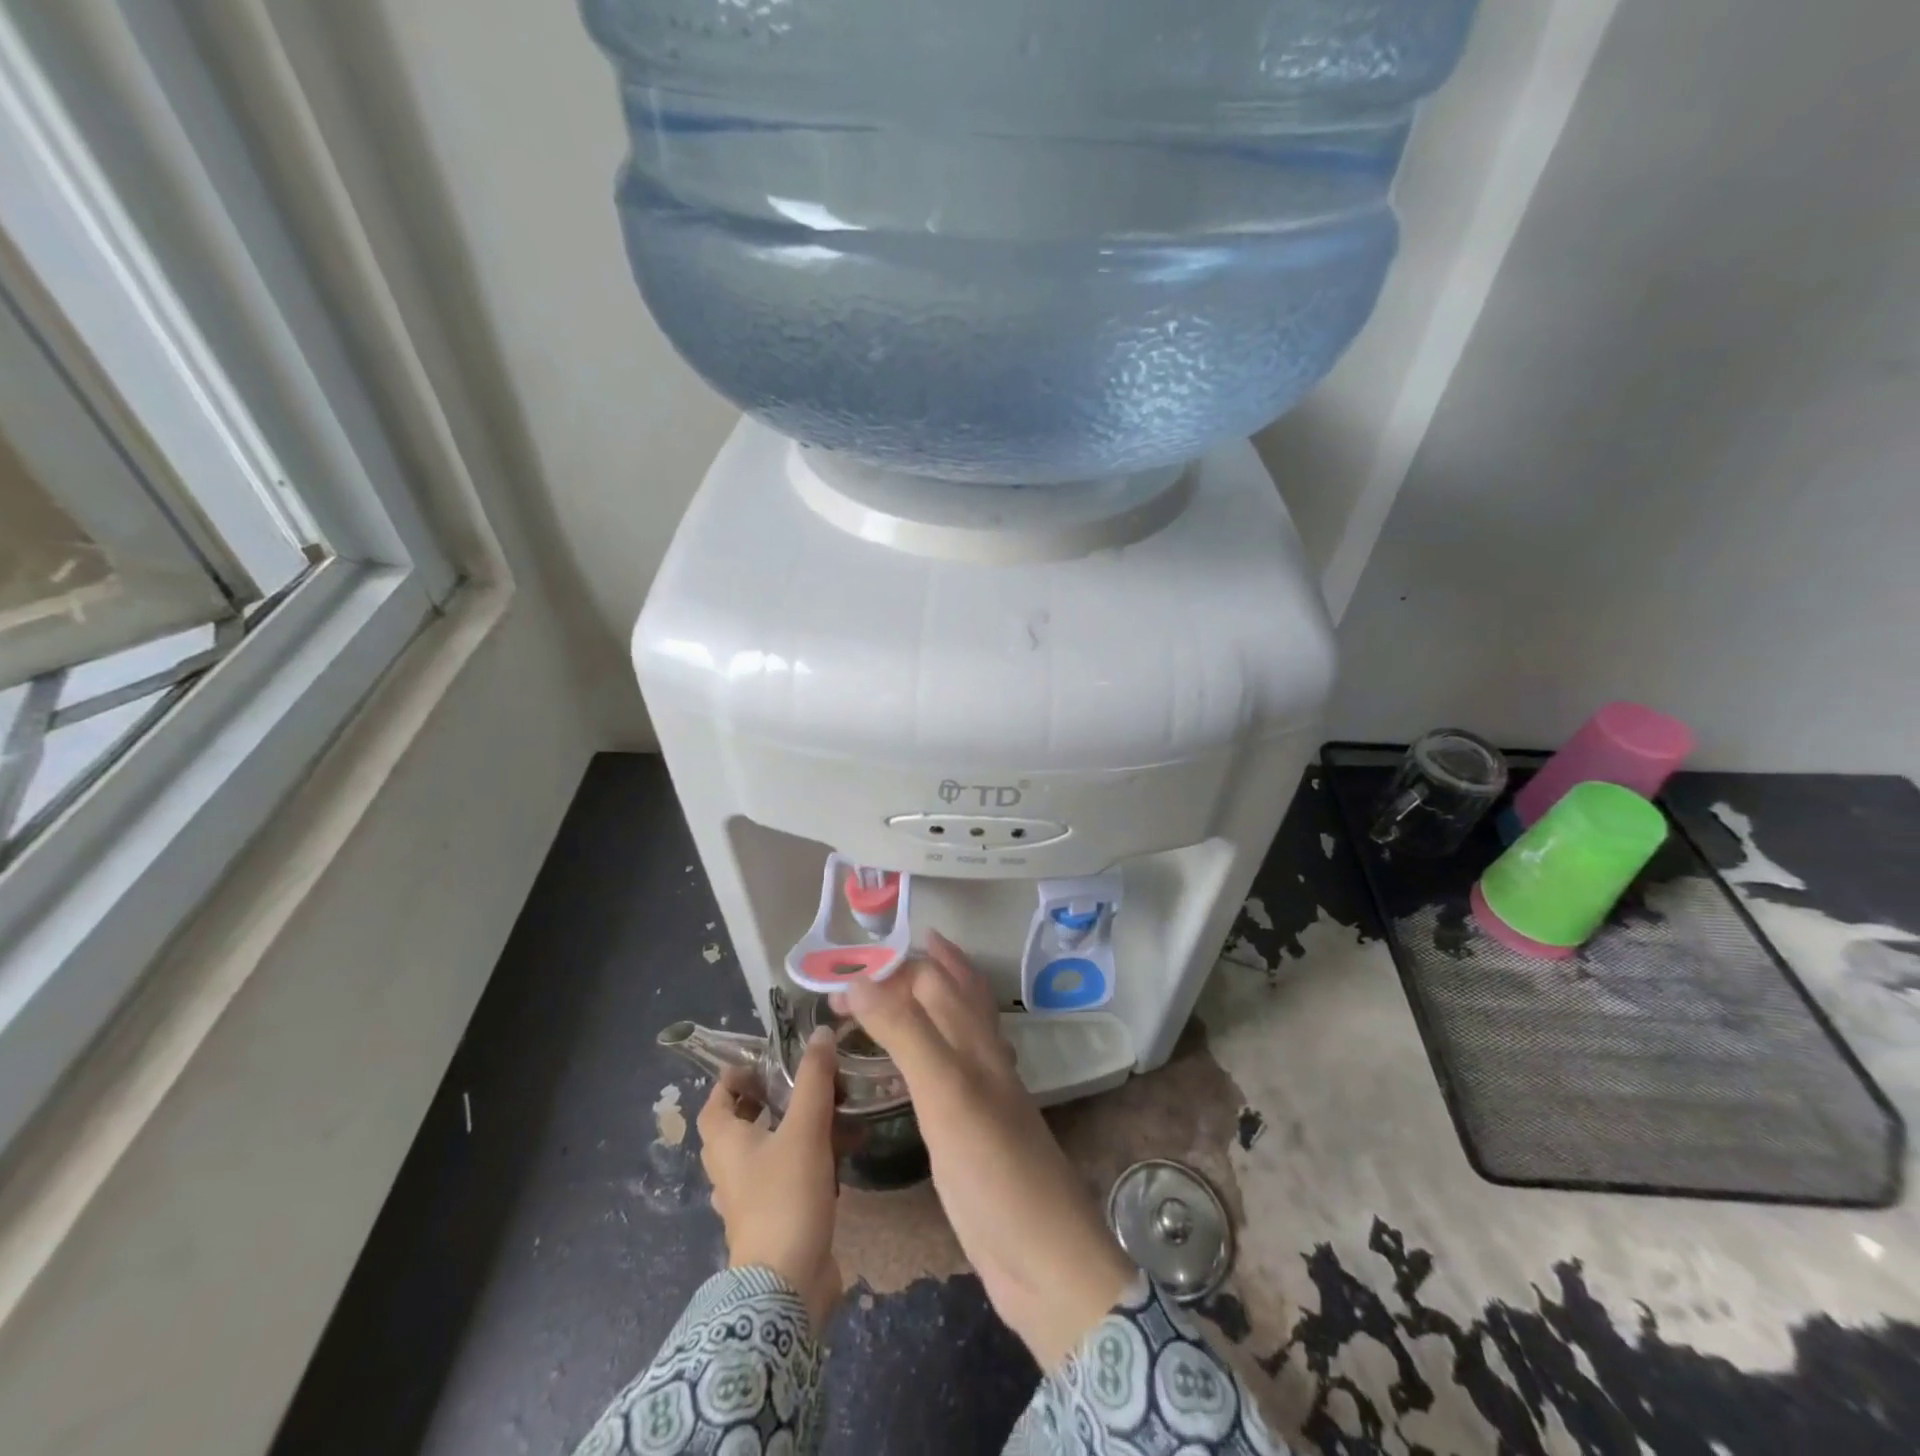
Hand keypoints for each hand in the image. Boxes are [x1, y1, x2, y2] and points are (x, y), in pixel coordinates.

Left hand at [696, 1026, 842, 1328]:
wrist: (788, 1285)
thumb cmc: (786, 1197)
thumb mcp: (805, 1128)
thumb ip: (814, 1079)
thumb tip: (821, 1032)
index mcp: (726, 1143)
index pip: (716, 1101)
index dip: (734, 1078)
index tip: (764, 1061)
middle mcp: (730, 1169)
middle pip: (739, 1125)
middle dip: (767, 1100)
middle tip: (800, 1081)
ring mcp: (750, 1199)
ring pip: (766, 1151)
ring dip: (791, 1130)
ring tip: (828, 1111)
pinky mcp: (774, 1220)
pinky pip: (786, 1177)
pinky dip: (807, 1160)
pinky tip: (840, 1155)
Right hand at [843, 933, 1135, 1369]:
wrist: (1044, 1259)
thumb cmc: (994, 1169)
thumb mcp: (945, 1092)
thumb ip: (905, 1032)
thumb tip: (861, 980)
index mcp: (976, 1041)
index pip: (933, 980)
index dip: (889, 971)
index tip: (839, 981)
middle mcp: (982, 1057)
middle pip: (951, 996)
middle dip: (914, 973)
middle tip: (866, 973)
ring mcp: (981, 1094)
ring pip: (954, 1030)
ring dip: (926, 1004)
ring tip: (896, 991)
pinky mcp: (972, 1131)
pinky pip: (948, 1072)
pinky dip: (929, 1052)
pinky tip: (920, 1064)